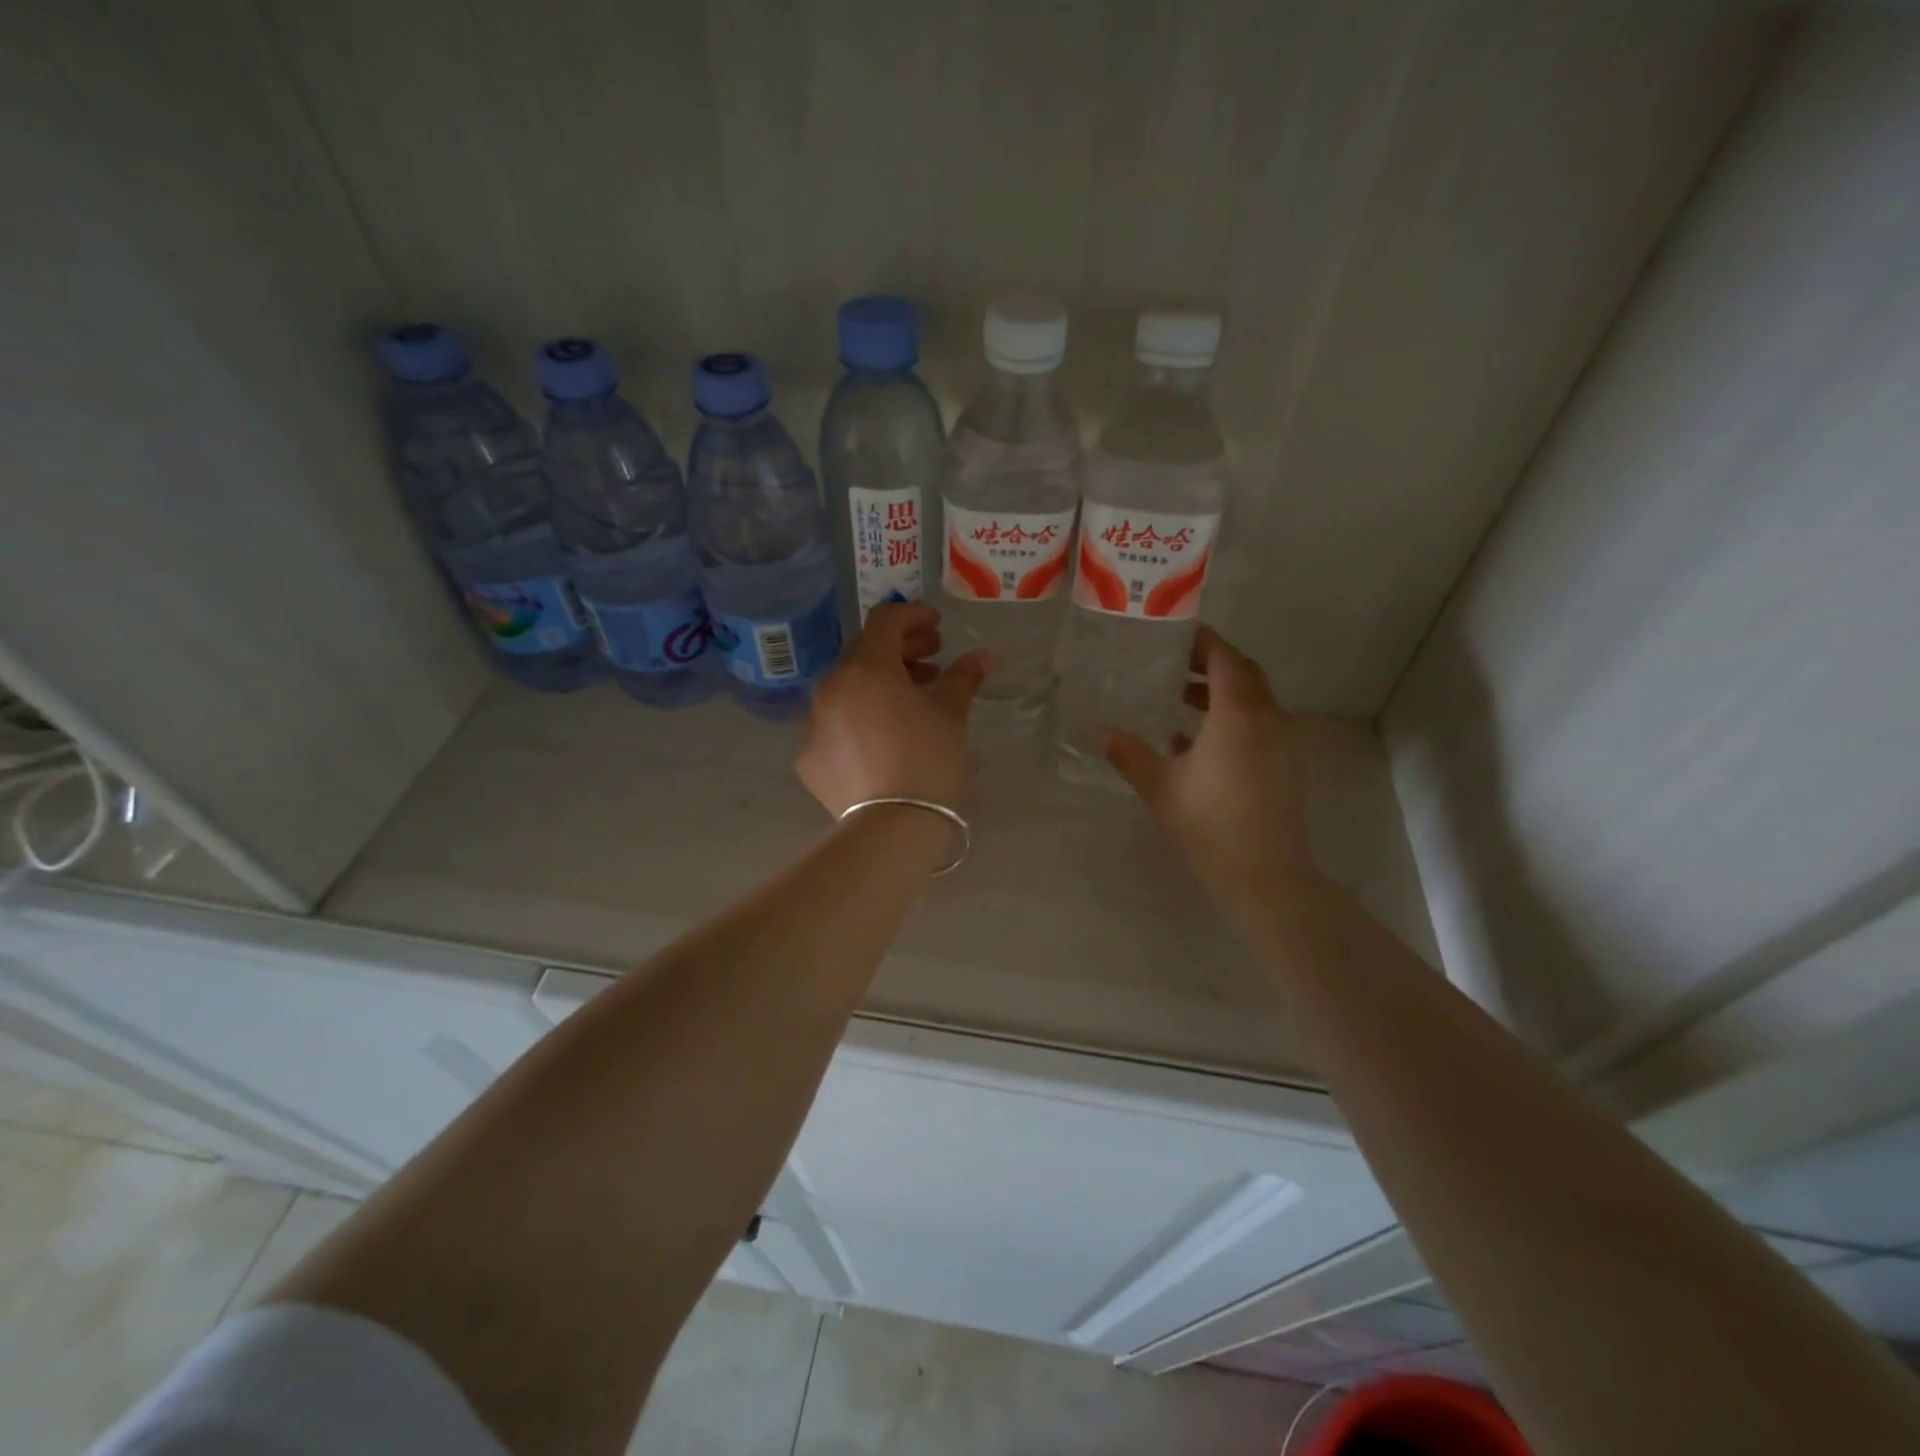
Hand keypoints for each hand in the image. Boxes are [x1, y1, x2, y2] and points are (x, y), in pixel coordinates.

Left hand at [796, 603, 992, 816]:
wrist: (890, 829)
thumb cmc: (928, 763)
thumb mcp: (951, 717)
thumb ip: (963, 678)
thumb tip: (985, 655)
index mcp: (867, 668)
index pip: (885, 620)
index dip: (913, 616)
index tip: (938, 627)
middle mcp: (831, 686)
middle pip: (864, 652)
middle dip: (899, 651)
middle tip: (932, 661)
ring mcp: (812, 722)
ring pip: (846, 687)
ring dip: (878, 683)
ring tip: (911, 699)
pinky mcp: (807, 756)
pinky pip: (833, 723)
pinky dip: (857, 718)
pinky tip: (881, 737)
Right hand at [1102, 625, 1320, 908]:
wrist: (1266, 877)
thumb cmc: (1209, 825)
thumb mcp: (1161, 787)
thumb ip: (1129, 754)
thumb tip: (1097, 732)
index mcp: (1238, 714)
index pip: (1224, 658)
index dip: (1201, 641)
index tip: (1173, 634)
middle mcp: (1268, 718)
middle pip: (1243, 673)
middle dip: (1210, 662)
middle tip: (1172, 662)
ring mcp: (1283, 742)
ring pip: (1254, 698)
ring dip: (1221, 691)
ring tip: (1179, 698)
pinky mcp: (1286, 764)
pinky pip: (1260, 723)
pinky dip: (1233, 716)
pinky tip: (1197, 739)